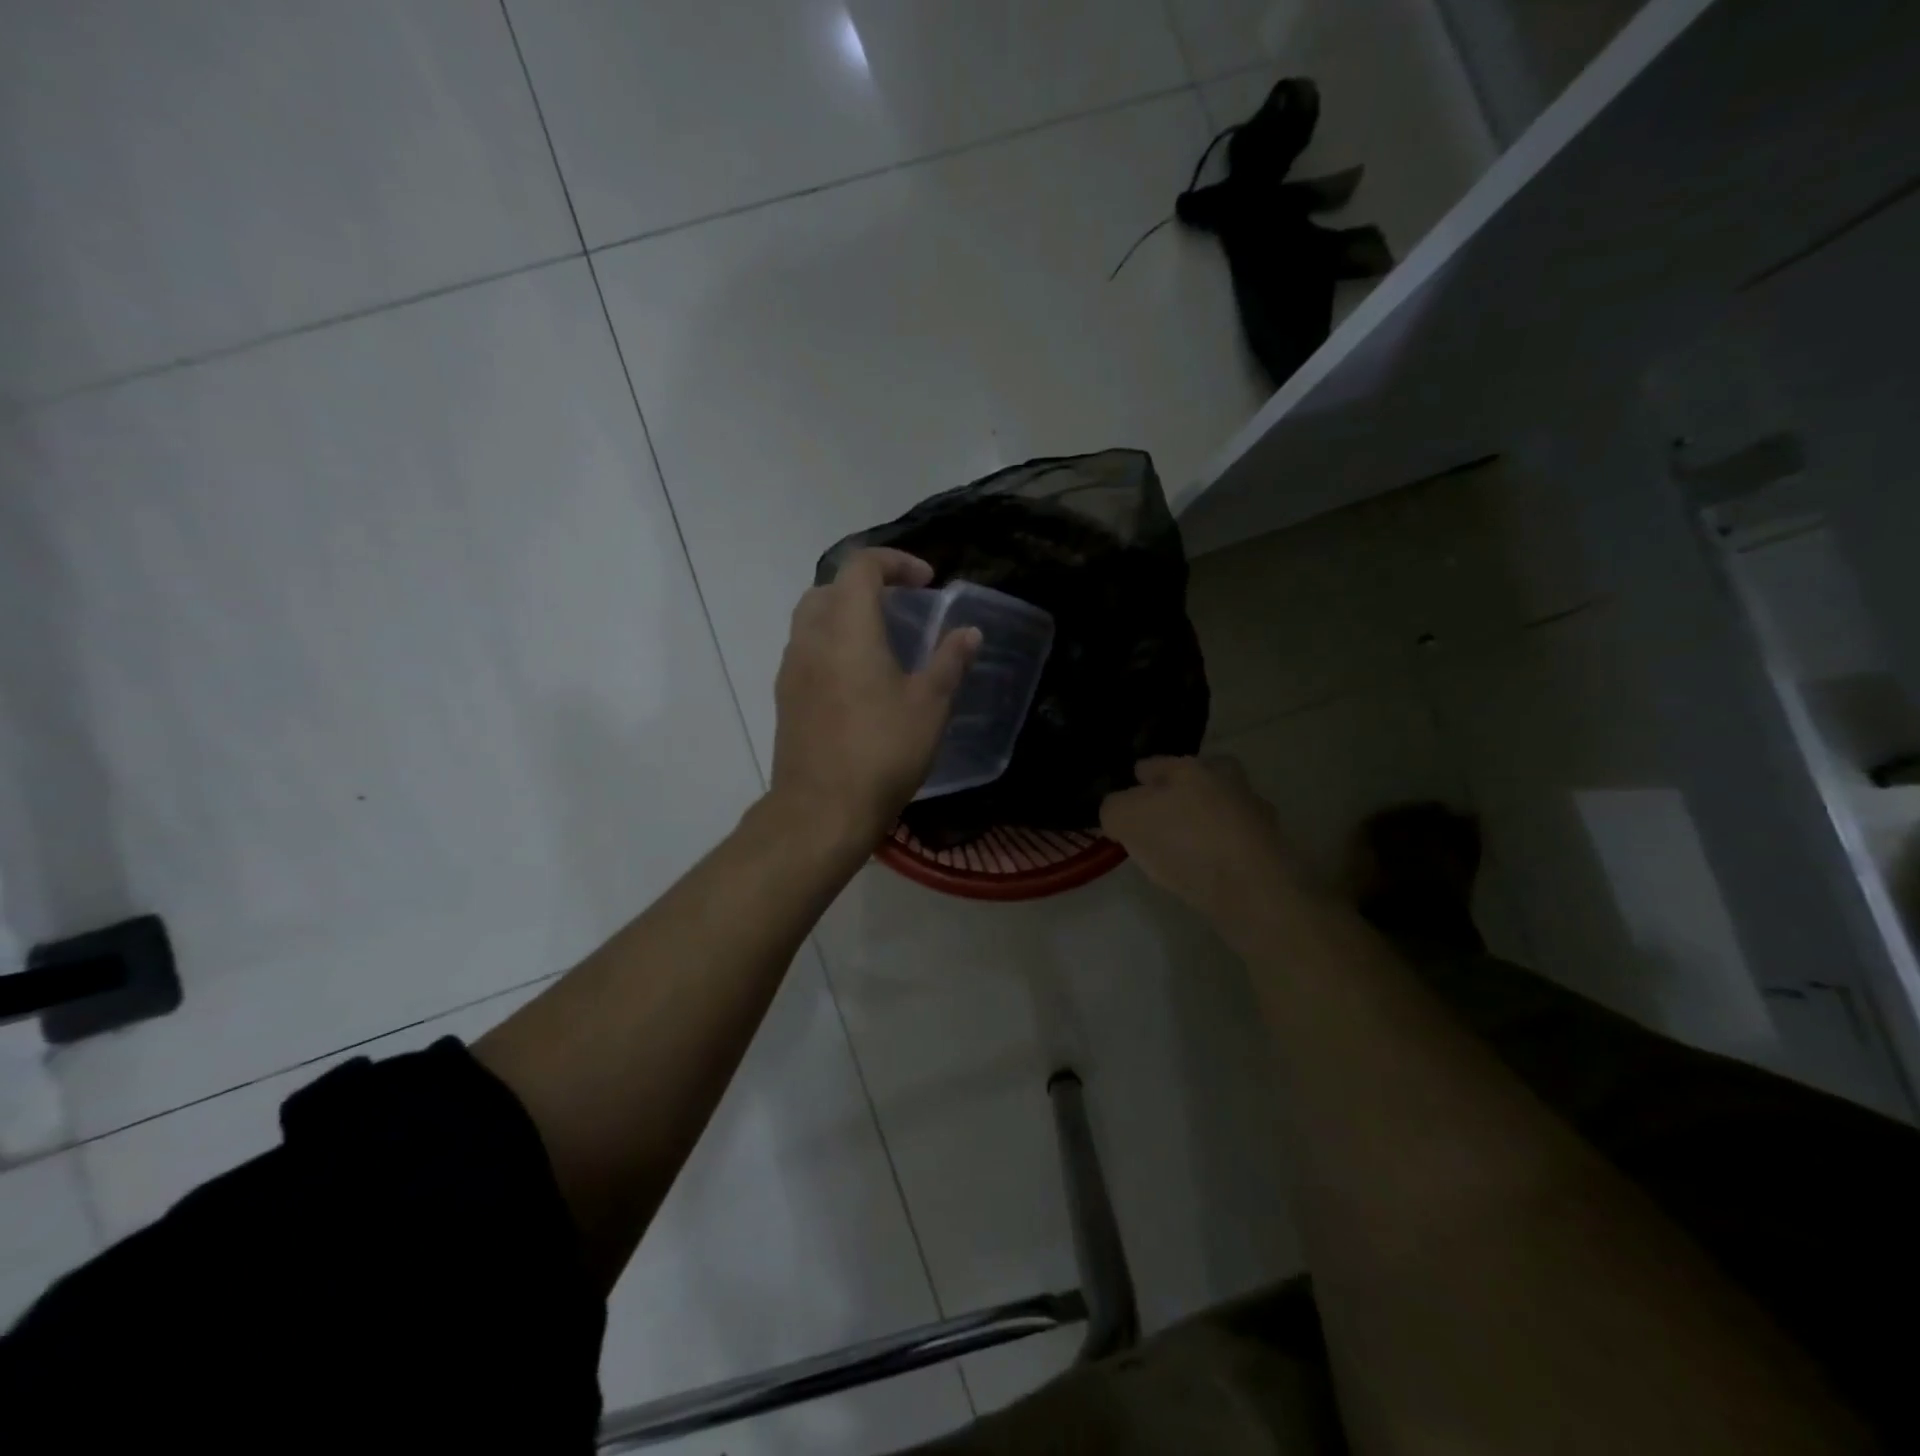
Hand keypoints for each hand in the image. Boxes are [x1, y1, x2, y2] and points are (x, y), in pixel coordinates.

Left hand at [771, 549, 978, 846]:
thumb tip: (968, 632)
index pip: (862, 566)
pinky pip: (806, 651)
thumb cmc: (882, 751)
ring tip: (882, 643)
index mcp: (847, 628)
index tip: (927, 582)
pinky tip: (858, 681)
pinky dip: (832, 646)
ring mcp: (791, 668)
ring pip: (813, 619)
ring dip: (846, 616)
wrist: (821, 810)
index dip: (896, 563)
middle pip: (830, 588)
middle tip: (902, 609)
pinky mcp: (784, 697)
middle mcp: (811, 638)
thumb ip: (949, 661)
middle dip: (867, 587)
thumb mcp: (929, 705)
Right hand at [1100, 756, 1299, 923]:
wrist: (1253, 890)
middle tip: (1157, 822)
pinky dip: (1220, 850)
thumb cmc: (1185, 843)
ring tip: (1181, 851)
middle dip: (1176, 795)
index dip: (1135, 783)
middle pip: (1193, 781)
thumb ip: (1114, 808)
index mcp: (1190, 766)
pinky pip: (1233, 841)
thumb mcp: (1127, 818)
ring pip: (1217, 810)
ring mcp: (1255, 812)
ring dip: (1202, 823)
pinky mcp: (1271, 846)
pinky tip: (1206, 869)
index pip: (1152, 765)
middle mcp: (1227, 779)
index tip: (1126, 803)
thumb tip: (1119, 813)